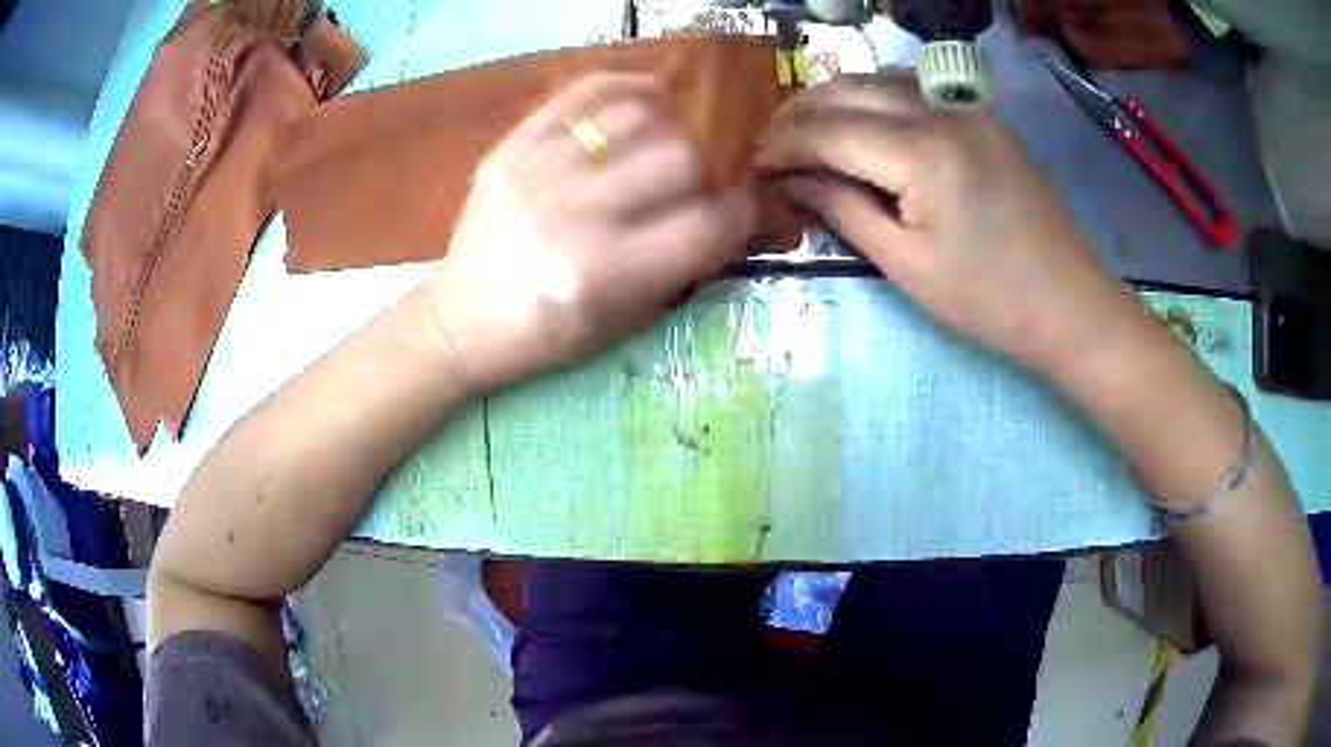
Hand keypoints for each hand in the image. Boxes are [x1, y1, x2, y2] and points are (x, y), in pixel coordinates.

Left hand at [425, 74, 754, 390]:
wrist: (460, 321)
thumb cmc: (544, 336)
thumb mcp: (621, 325)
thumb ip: (681, 268)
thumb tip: (729, 214)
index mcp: (601, 275)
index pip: (706, 224)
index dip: (744, 213)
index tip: (744, 210)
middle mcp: (570, 215)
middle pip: (679, 155)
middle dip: (705, 171)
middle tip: (694, 184)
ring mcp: (535, 172)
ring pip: (638, 114)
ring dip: (668, 129)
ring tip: (663, 146)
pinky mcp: (511, 148)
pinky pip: (583, 92)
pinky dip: (626, 89)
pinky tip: (641, 104)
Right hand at [758, 72, 1142, 374]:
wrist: (1070, 305)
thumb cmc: (989, 301)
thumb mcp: (907, 266)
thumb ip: (844, 210)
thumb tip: (793, 180)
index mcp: (922, 154)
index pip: (830, 130)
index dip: (785, 145)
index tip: (754, 164)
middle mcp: (942, 112)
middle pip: (850, 90)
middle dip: (801, 112)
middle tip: (771, 143)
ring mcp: (967, 110)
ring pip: (881, 79)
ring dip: (837, 97)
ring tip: (807, 129)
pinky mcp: (984, 118)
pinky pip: (915, 90)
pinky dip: (876, 97)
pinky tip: (863, 121)